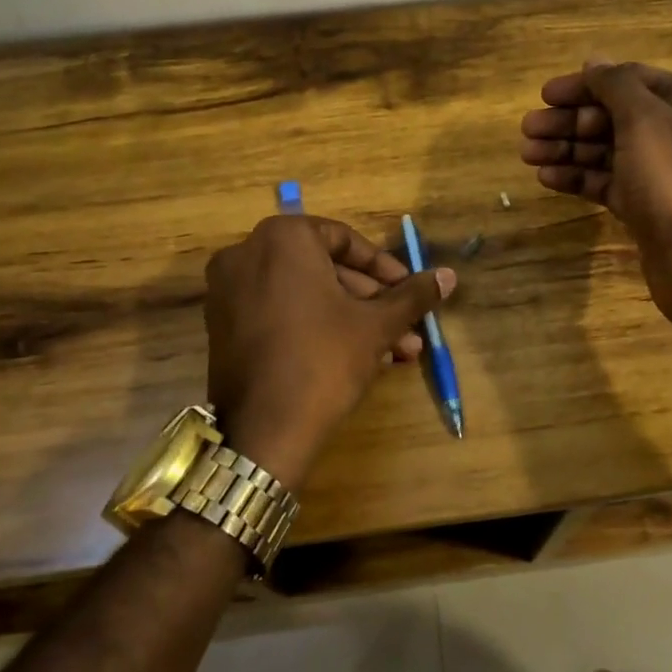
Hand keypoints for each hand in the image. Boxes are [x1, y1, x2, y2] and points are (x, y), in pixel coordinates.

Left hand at [203, 215, 454, 485]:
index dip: (384, 267)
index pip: (344, 240)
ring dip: (350, 318)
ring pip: (305, 294)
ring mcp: (228, 290)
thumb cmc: (324, 360)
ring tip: (394, 351)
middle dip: (370, 300)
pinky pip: (280, 312)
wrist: (263, 432)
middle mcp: (247, 253)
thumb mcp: (376, 325)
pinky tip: (356, 357)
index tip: (408, 290)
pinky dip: (315, 326)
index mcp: (283, 238)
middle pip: (324, 268)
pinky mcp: (222, 325)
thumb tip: (448, 275)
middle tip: (405, 326)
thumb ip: (412, 295)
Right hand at [520, 59, 671, 312]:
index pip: (626, 80)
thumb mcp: (644, 120)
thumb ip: (616, 85)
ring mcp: (661, 173)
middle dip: (569, 121)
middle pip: (612, 116)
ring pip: (606, 151)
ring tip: (527, 155)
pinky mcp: (646, 207)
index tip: (544, 95)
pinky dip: (578, 178)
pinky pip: (607, 182)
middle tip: (527, 130)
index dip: (584, 85)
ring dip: (566, 149)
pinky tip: (546, 179)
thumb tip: (595, 61)